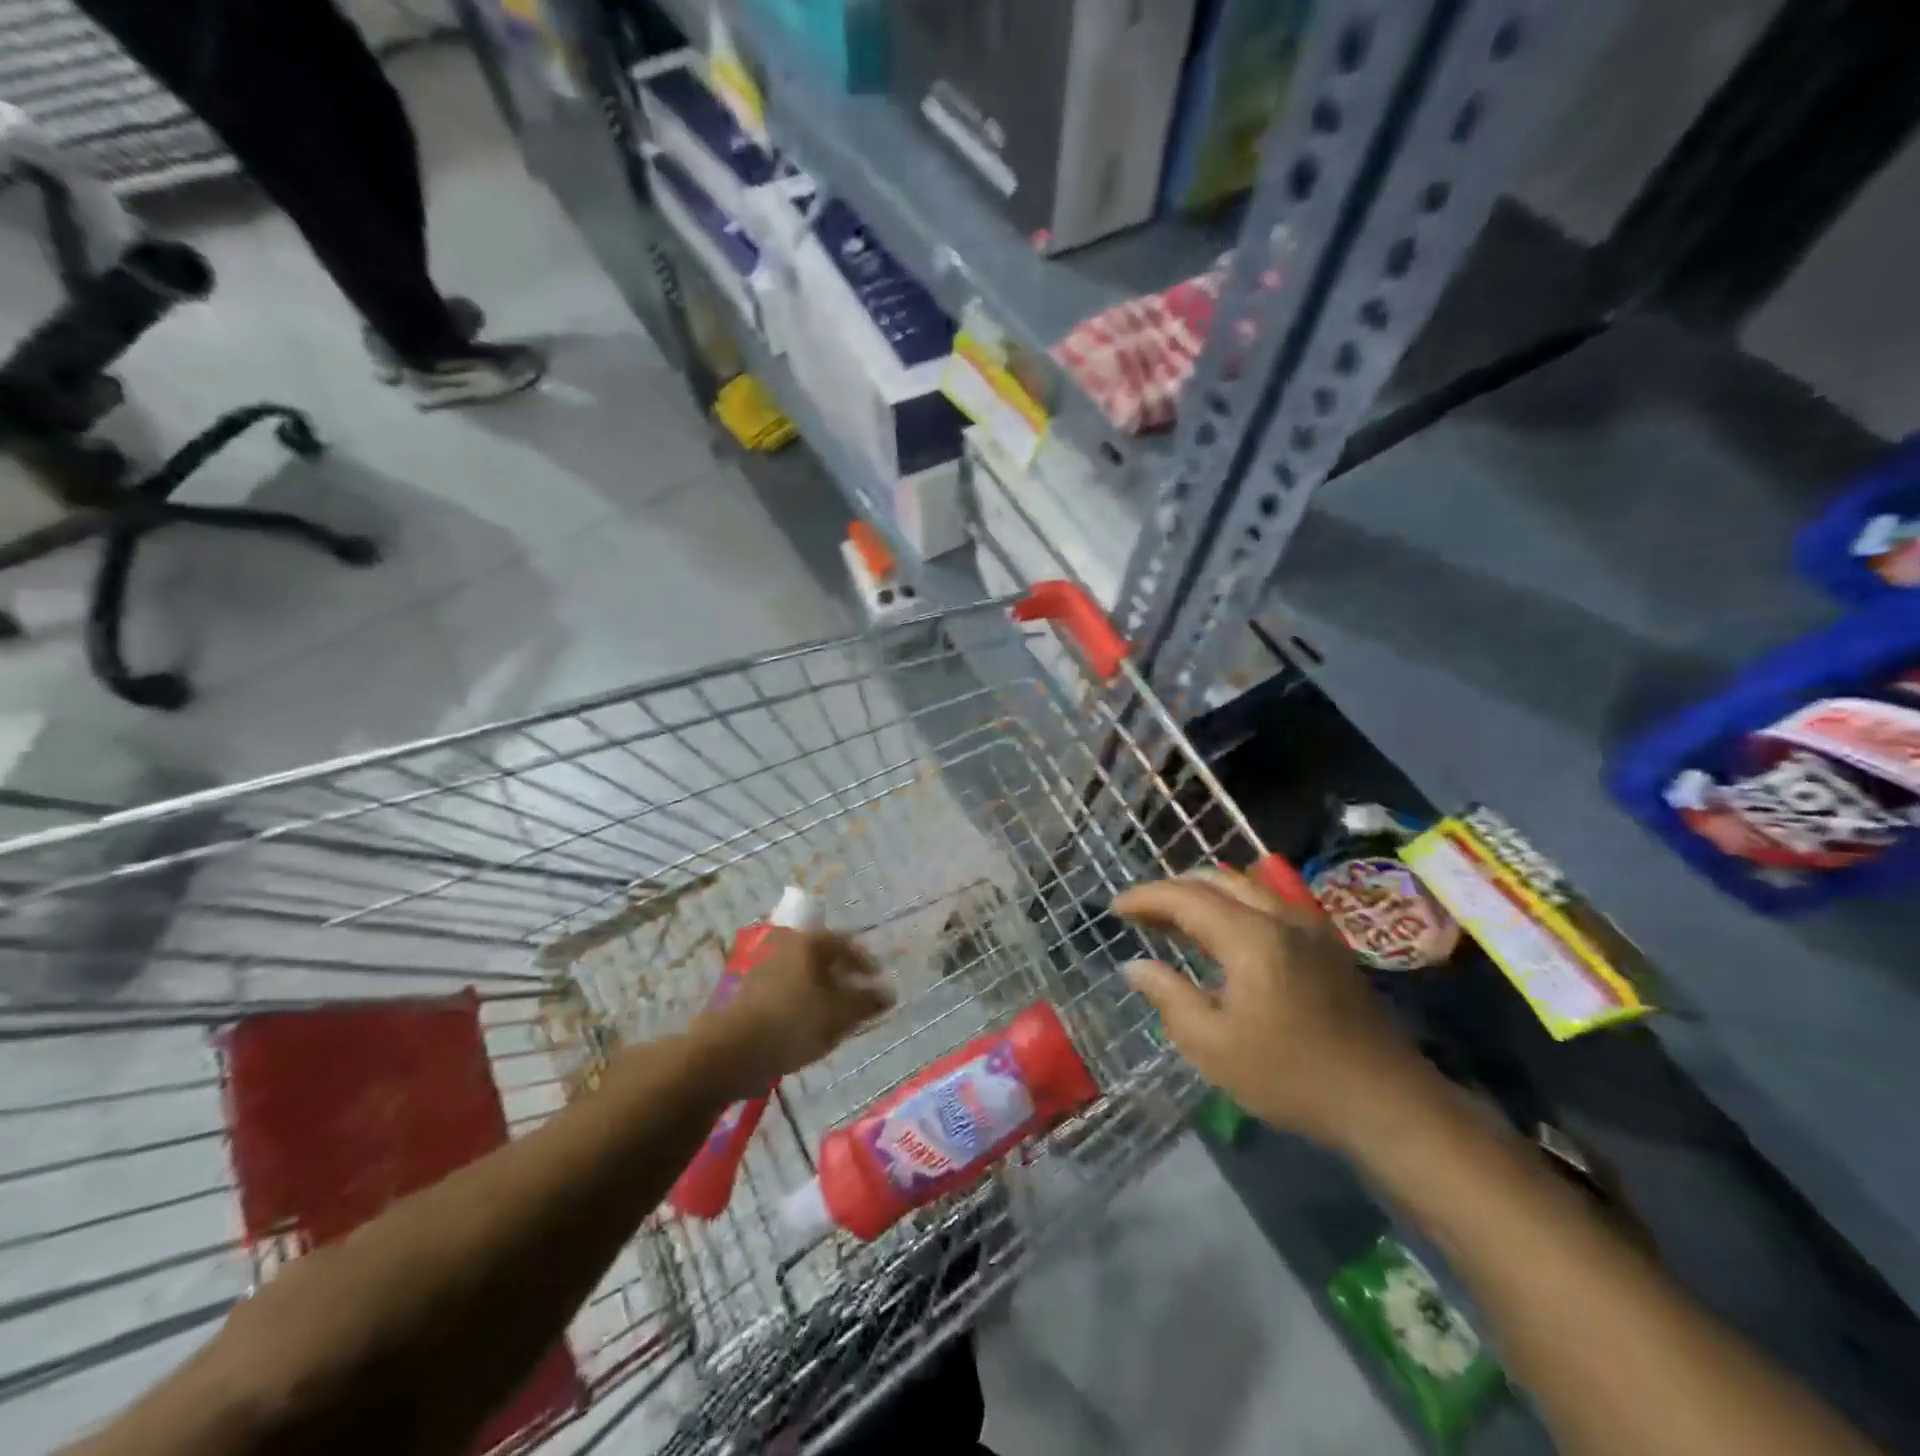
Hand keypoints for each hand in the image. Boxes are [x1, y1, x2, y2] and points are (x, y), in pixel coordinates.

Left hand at [694, 928, 893, 1095]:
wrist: (731, 1050)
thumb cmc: (793, 1023)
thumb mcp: (839, 1014)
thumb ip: (866, 1002)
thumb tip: (889, 993)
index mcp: (809, 942)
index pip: (846, 944)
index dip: (865, 961)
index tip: (878, 978)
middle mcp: (786, 945)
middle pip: (823, 957)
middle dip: (843, 976)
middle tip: (858, 996)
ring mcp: (764, 967)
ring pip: (804, 974)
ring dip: (822, 990)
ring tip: (836, 1015)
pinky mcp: (750, 992)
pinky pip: (788, 990)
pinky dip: (803, 1001)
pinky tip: (809, 1025)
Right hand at [1114, 867, 1435, 1150]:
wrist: (1386, 1101)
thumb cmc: (1290, 1075)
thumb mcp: (1213, 1046)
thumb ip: (1169, 996)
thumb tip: (1135, 966)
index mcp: (1250, 936)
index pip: (1185, 896)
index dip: (1145, 898)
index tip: (1115, 909)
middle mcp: (1280, 916)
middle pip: (1216, 879)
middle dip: (1172, 890)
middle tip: (1142, 914)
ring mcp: (1308, 925)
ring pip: (1245, 886)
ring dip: (1204, 893)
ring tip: (1175, 919)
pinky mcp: (1325, 942)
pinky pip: (1267, 902)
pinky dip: (1233, 904)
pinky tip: (1223, 934)